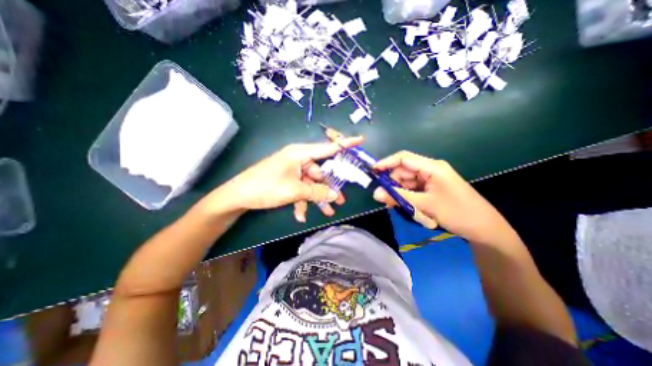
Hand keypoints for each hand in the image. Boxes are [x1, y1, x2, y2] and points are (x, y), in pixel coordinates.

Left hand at [218, 135, 361, 220]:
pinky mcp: (288, 179)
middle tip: (339, 201)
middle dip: (329, 188)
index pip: (327, 148)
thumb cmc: (265, 187)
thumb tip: (334, 195)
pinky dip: (302, 201)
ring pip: (311, 183)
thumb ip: (316, 192)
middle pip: (321, 172)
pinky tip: (300, 215)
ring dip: (317, 198)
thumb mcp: (294, 190)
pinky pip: (301, 189)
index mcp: (300, 153)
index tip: (361, 140)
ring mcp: (293, 169)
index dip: (345, 144)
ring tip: (326, 212)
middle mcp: (299, 159)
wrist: (238, 196)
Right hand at [374, 151, 517, 243]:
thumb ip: (398, 198)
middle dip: (392, 184)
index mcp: (432, 167)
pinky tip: (405, 207)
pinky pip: (413, 189)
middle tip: (383, 198)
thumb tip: (375, 193)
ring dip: (400, 193)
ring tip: (395, 206)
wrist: (485, 229)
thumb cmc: (457, 212)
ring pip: (407, 182)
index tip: (372, 172)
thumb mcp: (424, 204)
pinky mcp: (432, 188)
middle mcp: (430, 170)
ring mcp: (431, 179)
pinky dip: (407, 197)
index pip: (403, 158)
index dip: (386, 163)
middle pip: (403, 172)